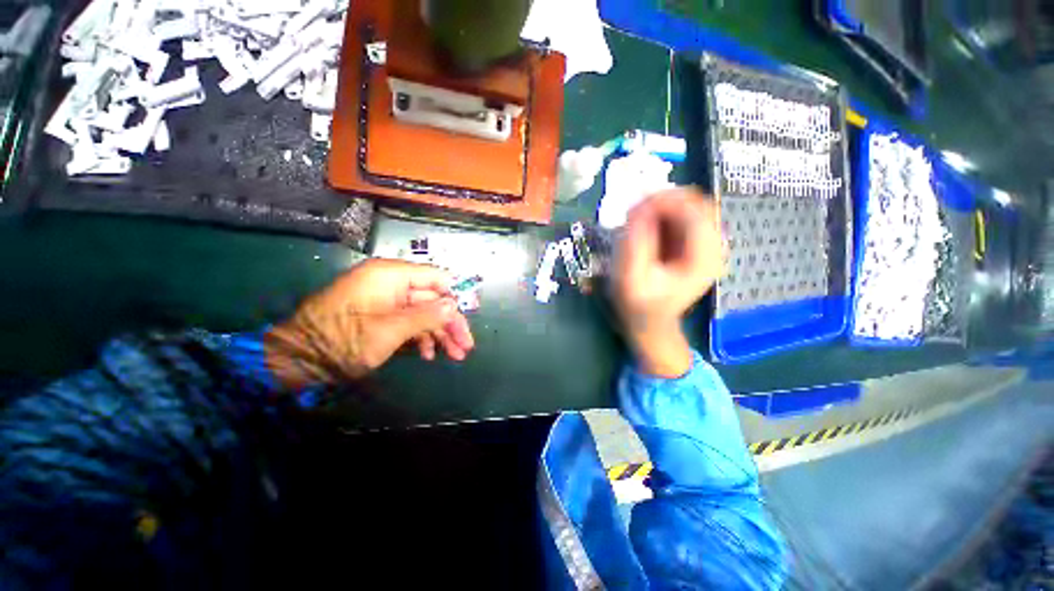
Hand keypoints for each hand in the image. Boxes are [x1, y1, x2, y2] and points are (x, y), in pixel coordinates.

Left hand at [265, 259, 474, 390]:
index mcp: (391, 275)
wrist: (296, 360)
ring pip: (424, 311)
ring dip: (440, 333)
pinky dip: (421, 336)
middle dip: (450, 323)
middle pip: (433, 298)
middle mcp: (391, 282)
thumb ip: (425, 316)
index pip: (436, 278)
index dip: (454, 298)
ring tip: (454, 355)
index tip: (466, 322)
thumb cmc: (341, 342)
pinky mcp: (380, 314)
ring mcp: (386, 298)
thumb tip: (454, 306)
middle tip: (465, 347)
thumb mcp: (389, 331)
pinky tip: (428, 354)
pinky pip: (409, 320)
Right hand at [613, 188, 726, 376]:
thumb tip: (639, 209)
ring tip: (636, 219)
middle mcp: (714, 248)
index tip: (635, 205)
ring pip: (692, 207)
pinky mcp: (696, 244)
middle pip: (699, 205)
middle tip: (634, 210)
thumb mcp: (630, 278)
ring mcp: (707, 245)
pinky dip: (664, 214)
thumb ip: (635, 244)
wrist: (650, 322)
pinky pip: (684, 216)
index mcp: (703, 260)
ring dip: (663, 207)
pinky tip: (646, 226)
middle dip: (665, 201)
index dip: (666, 202)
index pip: (696, 214)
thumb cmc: (639, 305)